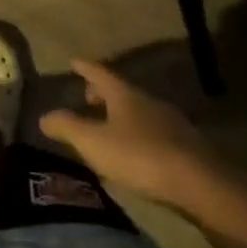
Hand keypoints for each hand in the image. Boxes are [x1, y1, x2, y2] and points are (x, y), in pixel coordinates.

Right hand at [41, 59, 222, 208]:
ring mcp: (172, 124)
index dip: (85, 67)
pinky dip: (139, 135)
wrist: (202, 186)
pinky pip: (154, 133)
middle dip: (103, 93)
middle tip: (87, 98)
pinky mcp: (187, 148)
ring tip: (108, 128)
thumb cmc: (140, 156)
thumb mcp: (93, 142)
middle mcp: (149, 102)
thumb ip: (67, 127)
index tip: (74, 61)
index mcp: (125, 95)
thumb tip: (44, 117)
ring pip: (140, 112)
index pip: (100, 73)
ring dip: (122, 116)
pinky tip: (135, 153)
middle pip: (122, 91)